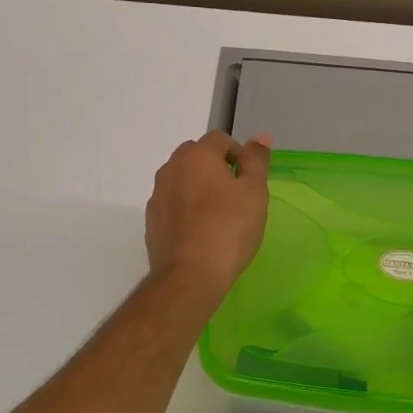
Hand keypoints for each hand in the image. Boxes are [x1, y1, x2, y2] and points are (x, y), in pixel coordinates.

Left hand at [144, 132, 271, 301]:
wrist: (190, 276)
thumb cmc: (229, 229)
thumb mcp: (254, 192)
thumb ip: (256, 161)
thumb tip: (260, 136)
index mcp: (196, 155)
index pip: (220, 140)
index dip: (239, 155)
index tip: (250, 182)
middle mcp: (171, 168)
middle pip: (197, 157)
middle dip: (216, 169)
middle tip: (237, 197)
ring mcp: (157, 195)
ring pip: (183, 181)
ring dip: (199, 189)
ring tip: (219, 216)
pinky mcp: (152, 221)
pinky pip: (173, 204)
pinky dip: (187, 210)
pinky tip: (201, 233)